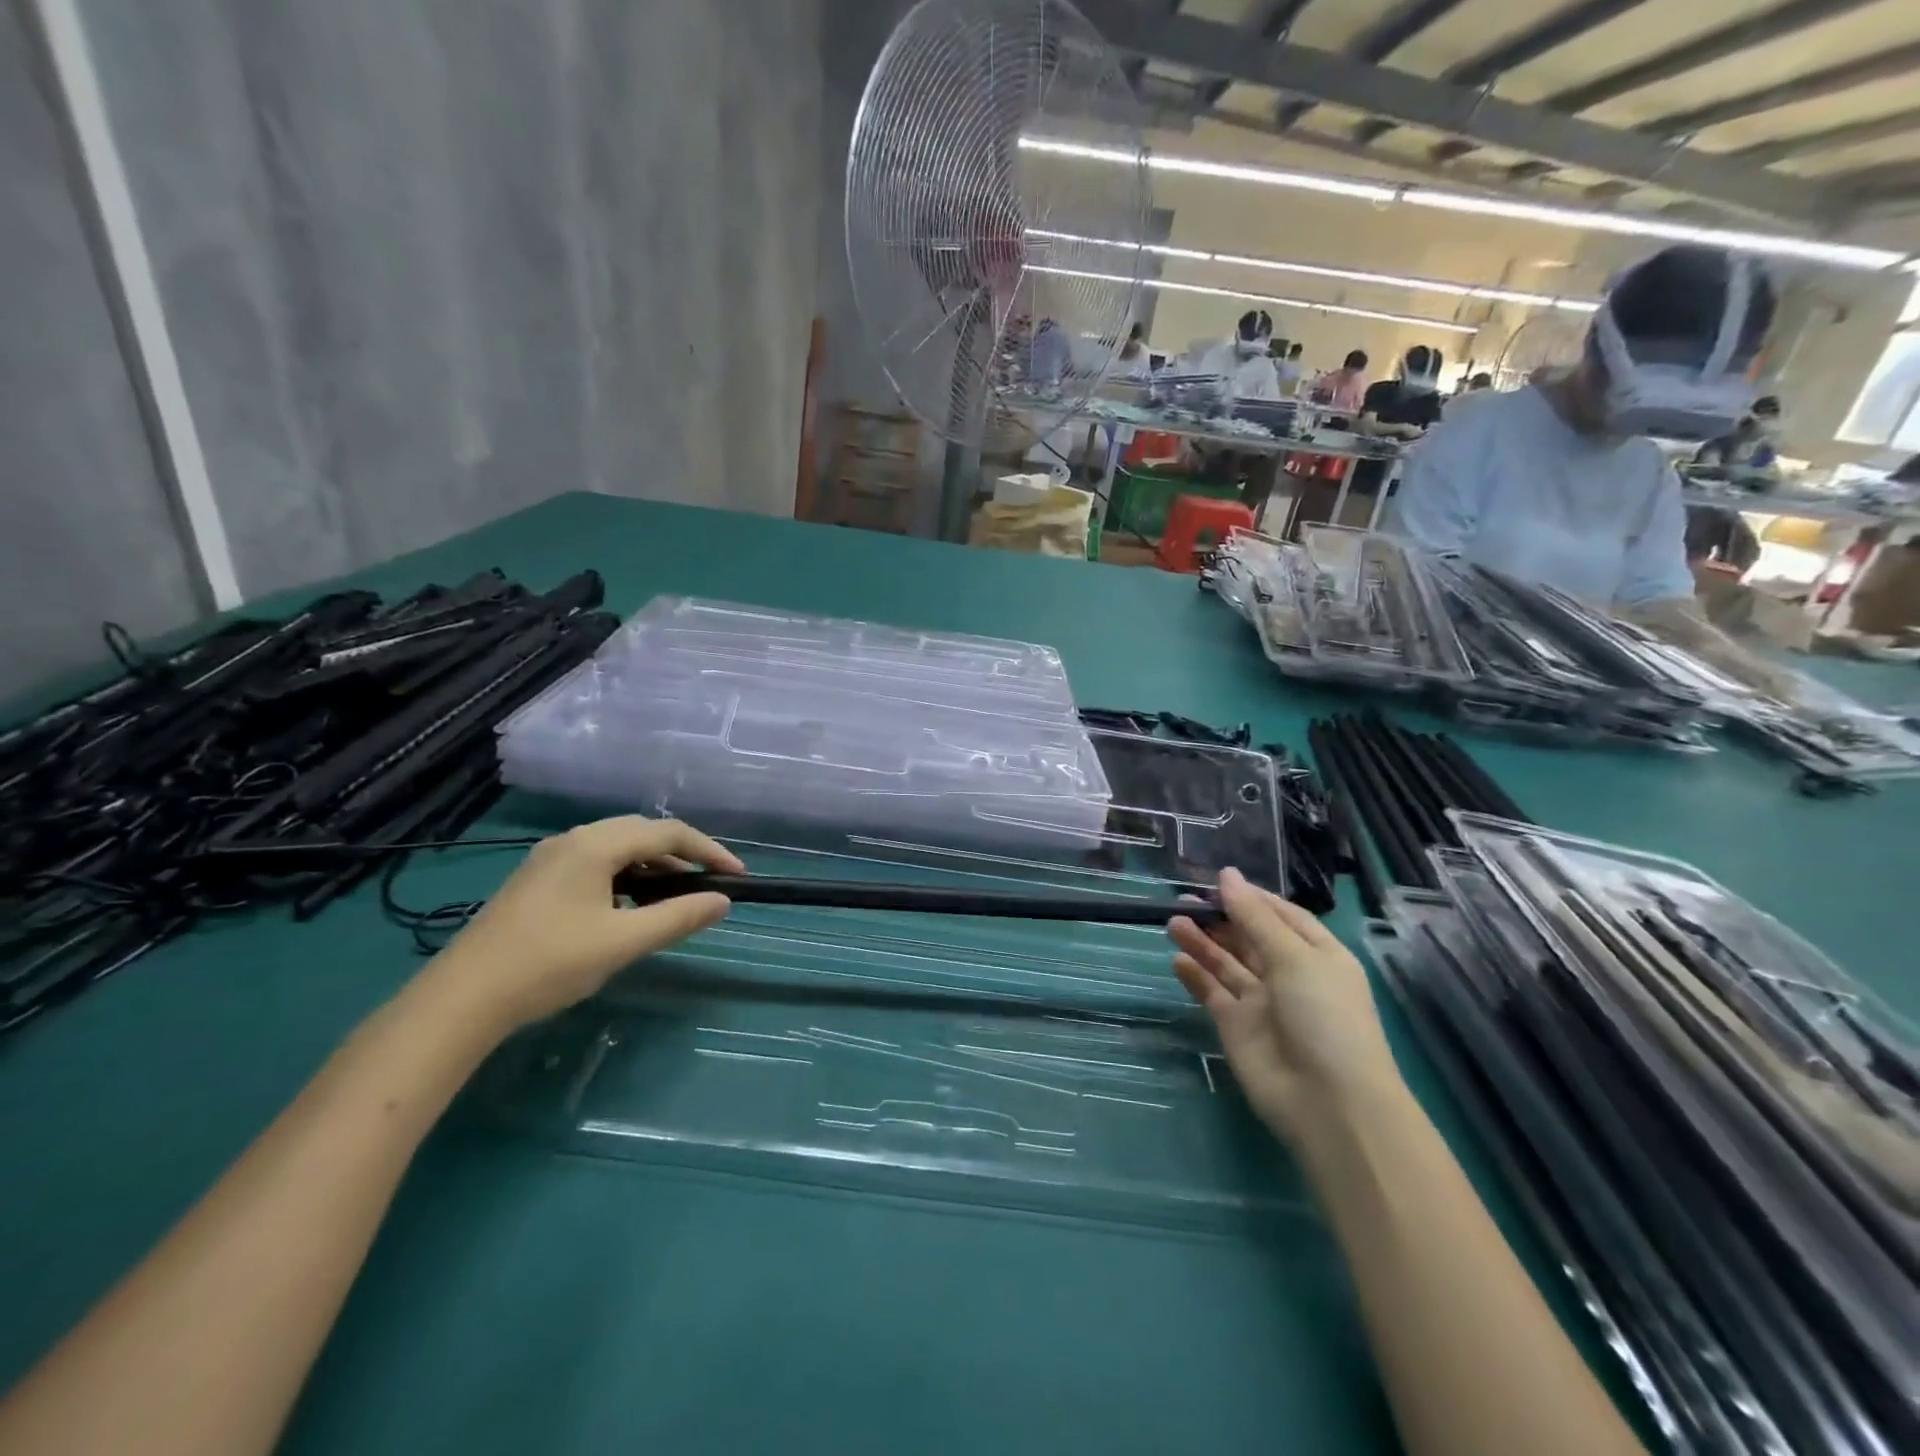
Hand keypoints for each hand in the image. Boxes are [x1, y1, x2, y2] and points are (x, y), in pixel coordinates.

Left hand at [427, 816, 742, 1033]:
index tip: (736, 876)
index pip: (668, 833)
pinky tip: (629, 905)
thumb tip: (722, 901)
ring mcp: (550, 859)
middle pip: (642, 833)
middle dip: (682, 854)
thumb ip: (678, 917)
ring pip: (617, 848)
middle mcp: (573, 840)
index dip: (708, 851)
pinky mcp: (537, 880)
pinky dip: (626, 875)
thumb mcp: (624, 942)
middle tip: (708, 883)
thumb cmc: (550, 963)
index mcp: (595, 844)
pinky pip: (596, 863)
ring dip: (653, 866)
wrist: (462, 999)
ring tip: (675, 896)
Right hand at [1169, 869, 1401, 1143]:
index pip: (1280, 915)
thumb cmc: (1323, 1016)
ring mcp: (1261, 1002)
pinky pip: (1212, 993)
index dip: (1249, 897)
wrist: (1327, 1103)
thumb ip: (1254, 917)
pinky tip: (1177, 959)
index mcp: (1316, 954)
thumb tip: (1227, 875)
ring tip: (1171, 922)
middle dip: (1219, 917)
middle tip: (1181, 900)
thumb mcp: (1294, 957)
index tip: (1214, 882)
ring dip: (1201, 941)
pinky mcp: (1236, 1027)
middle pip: (1248, 937)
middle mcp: (1289, 975)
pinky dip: (1195, 976)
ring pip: (1226, 962)